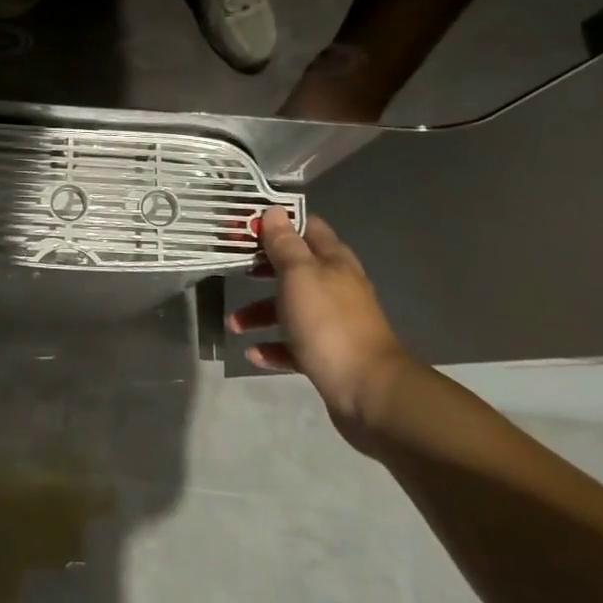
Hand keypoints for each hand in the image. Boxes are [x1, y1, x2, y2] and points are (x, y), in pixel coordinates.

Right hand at [230, 208, 412, 438]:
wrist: (368, 391)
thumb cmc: (329, 323)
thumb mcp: (299, 275)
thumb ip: (284, 245)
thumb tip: (274, 211)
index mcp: (333, 262)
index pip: (307, 228)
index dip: (278, 223)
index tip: (247, 225)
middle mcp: (335, 287)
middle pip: (295, 269)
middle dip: (262, 268)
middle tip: (233, 268)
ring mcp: (333, 323)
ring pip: (291, 308)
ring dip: (260, 312)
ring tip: (234, 324)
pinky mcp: (328, 355)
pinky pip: (294, 345)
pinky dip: (273, 347)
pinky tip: (254, 354)